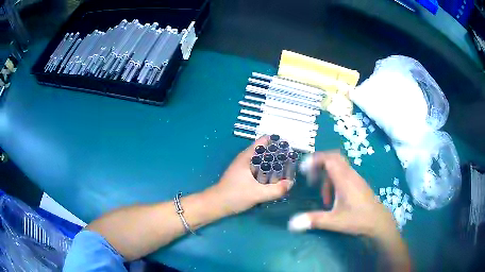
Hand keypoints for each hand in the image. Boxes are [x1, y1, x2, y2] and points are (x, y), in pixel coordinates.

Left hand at [210, 136, 293, 213]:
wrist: (217, 204)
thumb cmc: (235, 195)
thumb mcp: (258, 193)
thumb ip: (276, 190)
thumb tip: (290, 183)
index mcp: (247, 156)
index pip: (264, 141)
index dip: (277, 142)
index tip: (289, 149)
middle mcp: (246, 158)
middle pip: (265, 150)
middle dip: (278, 154)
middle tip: (291, 161)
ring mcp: (244, 166)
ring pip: (262, 160)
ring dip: (273, 163)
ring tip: (286, 170)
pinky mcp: (243, 174)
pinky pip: (259, 168)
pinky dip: (268, 170)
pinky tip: (274, 178)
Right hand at [288, 151, 394, 237]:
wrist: (378, 222)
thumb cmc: (358, 219)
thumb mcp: (334, 221)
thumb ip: (314, 220)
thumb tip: (292, 223)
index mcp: (344, 179)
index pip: (329, 159)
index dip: (315, 159)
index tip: (303, 168)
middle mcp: (350, 175)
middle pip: (334, 158)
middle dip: (320, 164)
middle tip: (310, 177)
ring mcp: (355, 178)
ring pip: (338, 167)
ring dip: (327, 176)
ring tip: (323, 196)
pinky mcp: (358, 184)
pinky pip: (344, 174)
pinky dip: (334, 181)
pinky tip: (333, 199)